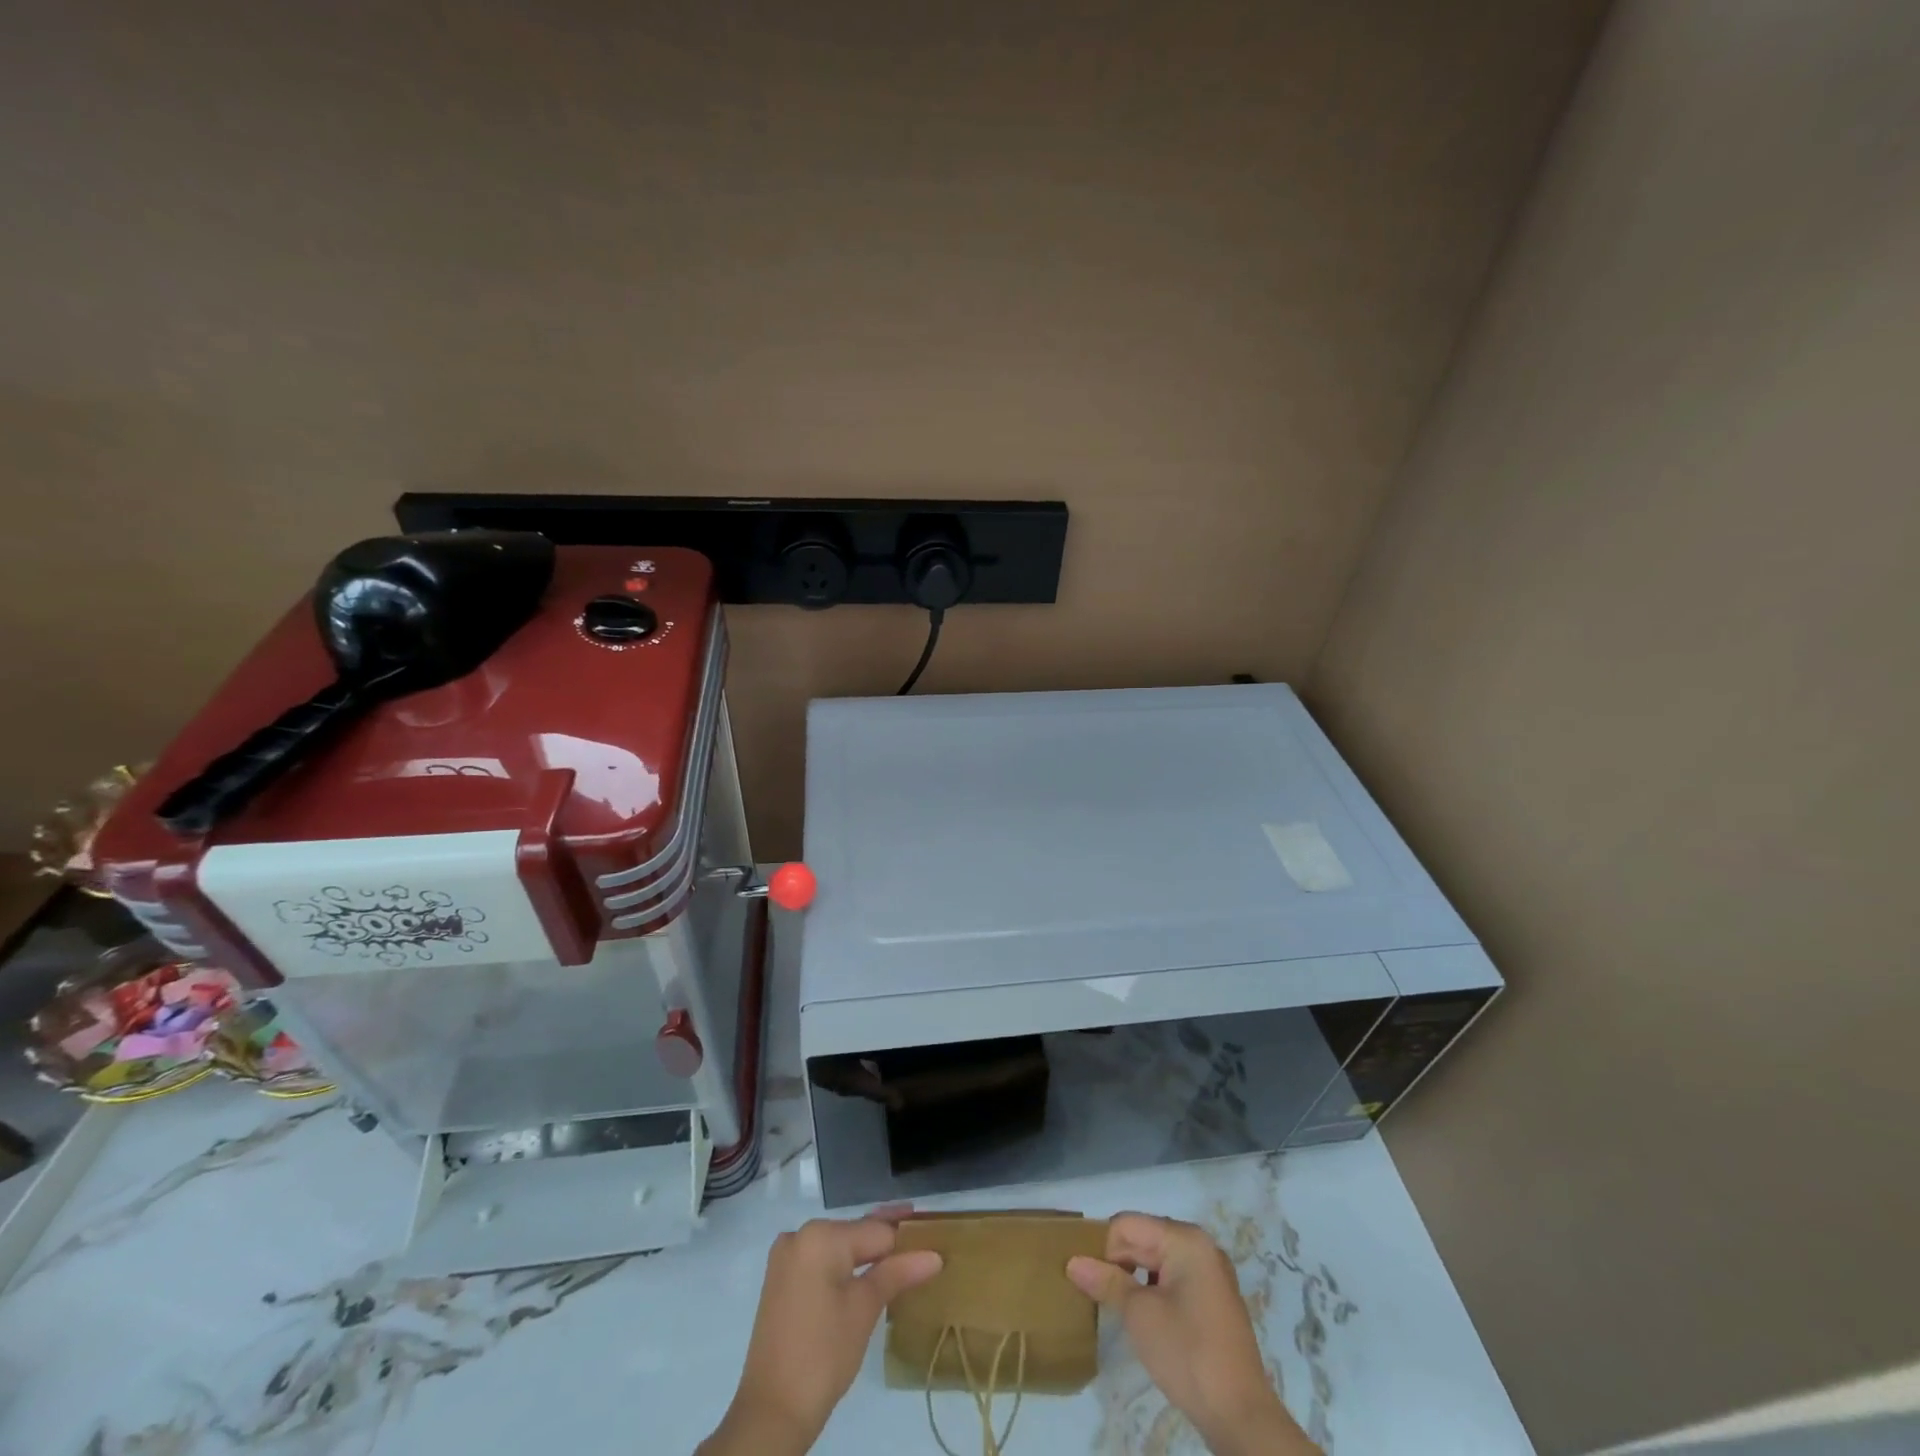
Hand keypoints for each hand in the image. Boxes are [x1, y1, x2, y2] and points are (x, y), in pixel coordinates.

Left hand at [699, 1209, 942, 1455]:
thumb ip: (898, 1273)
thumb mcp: (865, 1309)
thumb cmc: (824, 1354)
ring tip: (903, 1249)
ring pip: (839, 1247)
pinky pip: (822, 1261)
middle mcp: (800, 1235)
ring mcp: (787, 1257)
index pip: (876, 1231)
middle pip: (856, 1233)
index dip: (907, 1236)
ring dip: (868, 1251)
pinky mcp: (781, 1279)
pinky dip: (845, 1264)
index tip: (934, 1229)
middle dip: (888, 1236)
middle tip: (923, 1231)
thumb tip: (934, 1255)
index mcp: (820, 1236)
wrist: (771, 1411)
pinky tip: (868, 1268)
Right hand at [1068, 1214, 1319, 1455]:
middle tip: (1098, 1294)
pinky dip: (1153, 1289)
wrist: (1241, 1416)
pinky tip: (1143, 1316)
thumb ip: (1106, 1282)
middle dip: (1118, 1261)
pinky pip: (1173, 1278)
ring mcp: (1210, 1272)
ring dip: (1134, 1277)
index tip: (1091, 1282)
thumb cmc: (1187, 1354)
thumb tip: (1072, 1262)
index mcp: (1185, 1239)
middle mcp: (1200, 1246)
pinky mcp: (1213, 1299)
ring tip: (1117, 1306)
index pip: (1127, 1225)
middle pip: (1143, 1238)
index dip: (1103, 1249)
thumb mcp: (1139, 1315)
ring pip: (1157, 1259)